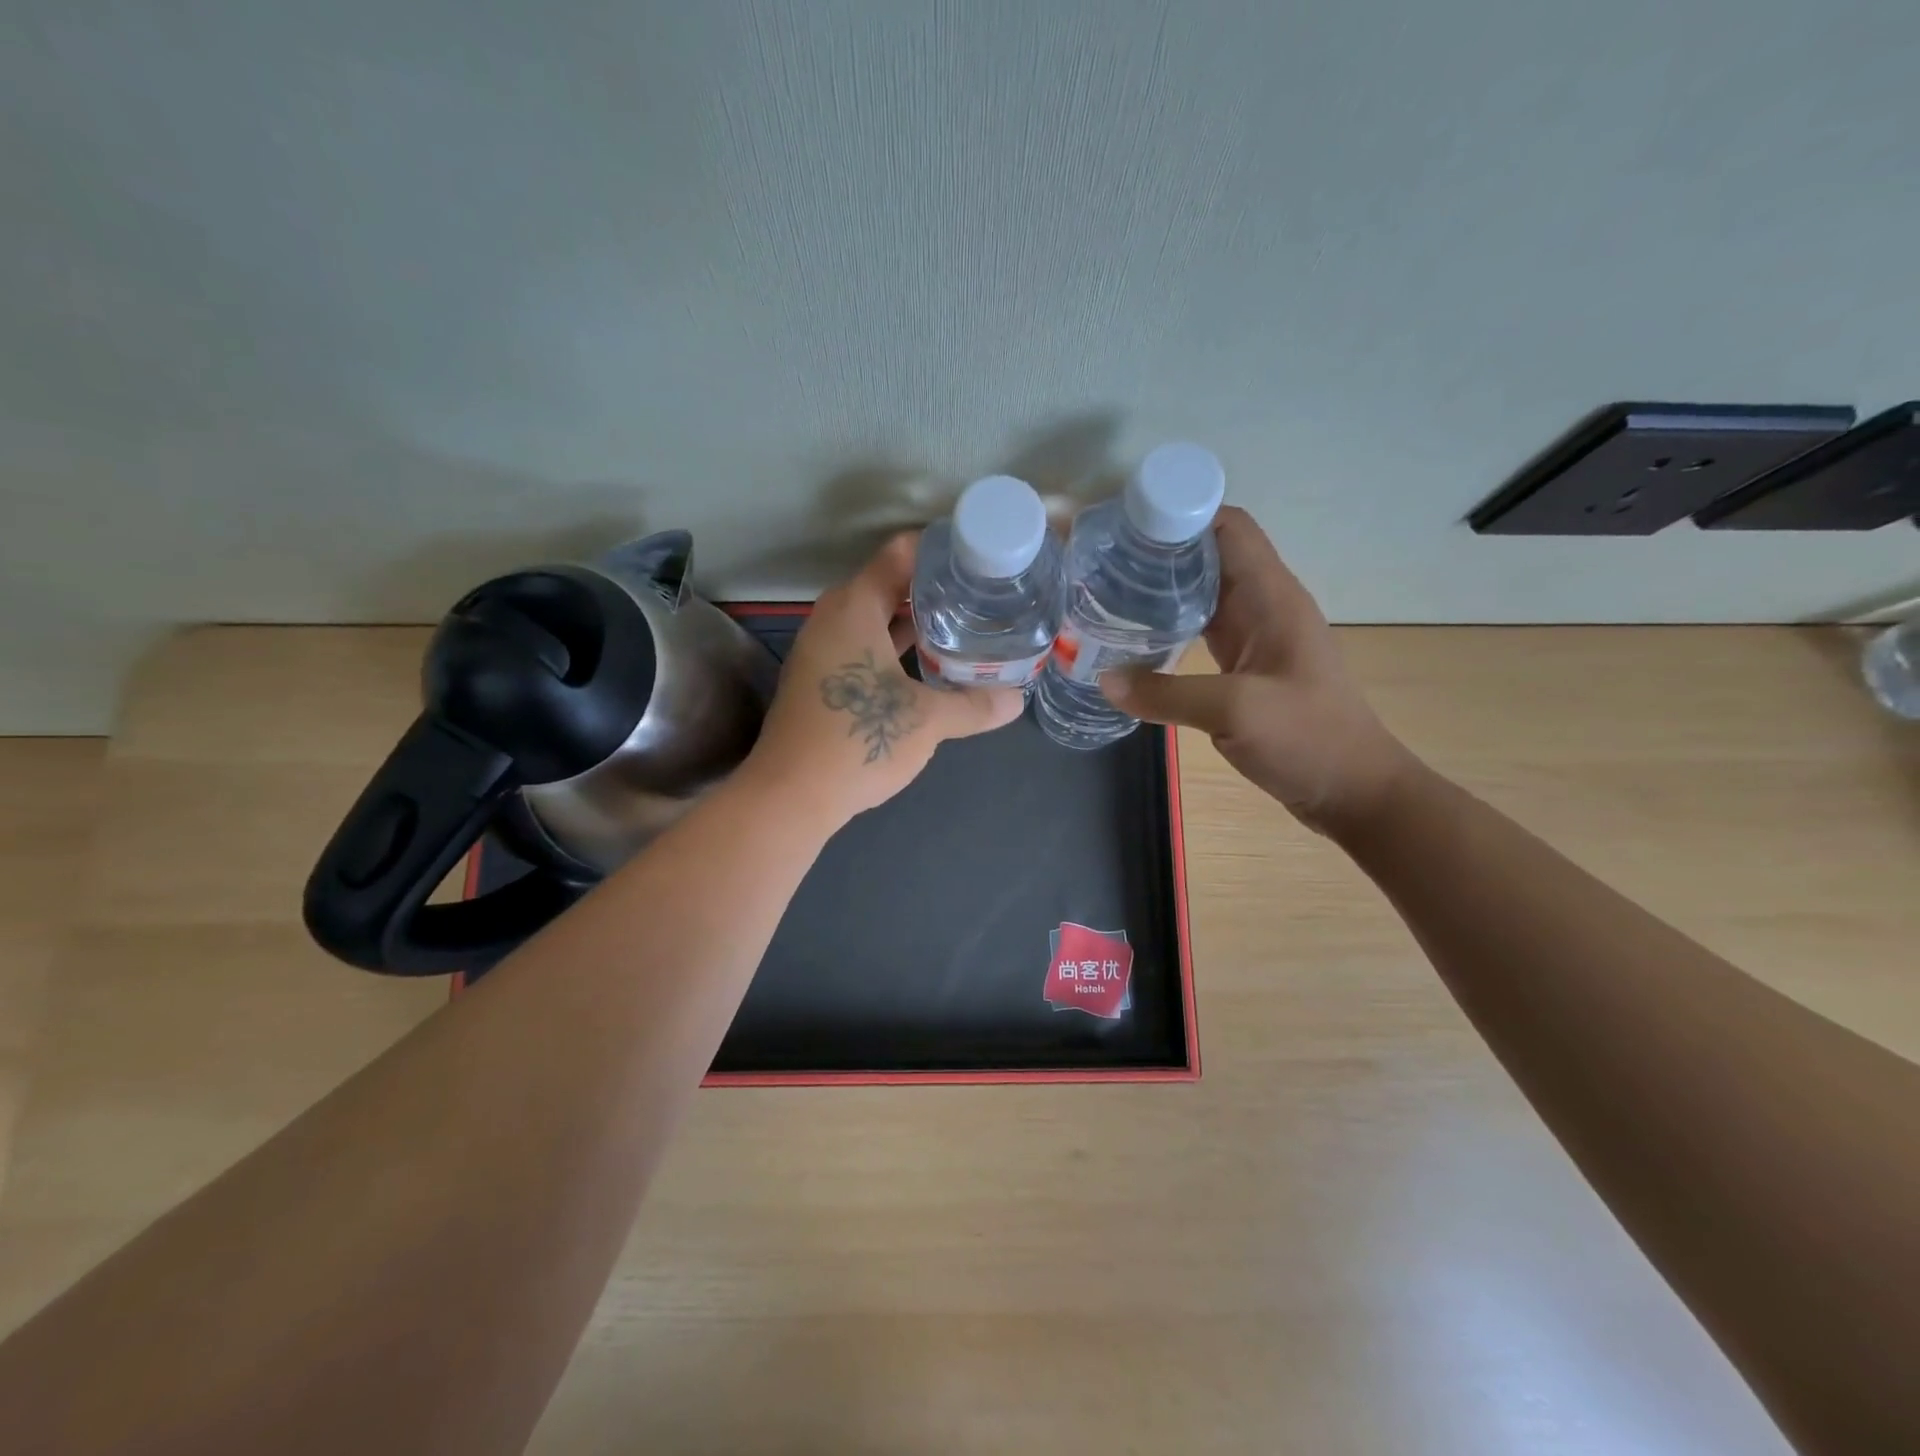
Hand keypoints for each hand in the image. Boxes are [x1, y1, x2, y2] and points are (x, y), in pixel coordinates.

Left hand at [745, 532, 1024, 824]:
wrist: (790, 795)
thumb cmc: (858, 741)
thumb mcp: (927, 720)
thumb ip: (974, 705)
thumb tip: (1017, 700)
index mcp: (854, 607)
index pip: (900, 554)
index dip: (941, 550)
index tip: (980, 557)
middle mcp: (832, 618)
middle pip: (889, 585)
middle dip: (935, 590)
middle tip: (982, 595)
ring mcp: (821, 650)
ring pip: (876, 620)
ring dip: (916, 623)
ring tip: (964, 626)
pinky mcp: (820, 680)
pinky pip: (864, 647)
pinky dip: (895, 649)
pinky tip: (928, 668)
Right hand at [1100, 506, 1415, 834]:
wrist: (1353, 789)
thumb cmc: (1309, 739)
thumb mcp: (1236, 711)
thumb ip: (1166, 694)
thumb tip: (1104, 680)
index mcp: (1271, 596)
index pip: (1228, 526)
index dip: (1181, 513)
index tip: (1126, 523)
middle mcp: (1263, 605)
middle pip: (1207, 555)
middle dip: (1157, 550)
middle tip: (1100, 560)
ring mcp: (1254, 636)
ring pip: (1200, 593)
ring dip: (1159, 588)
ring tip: (1106, 590)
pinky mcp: (1243, 666)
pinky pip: (1199, 628)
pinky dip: (1166, 625)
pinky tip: (1132, 637)